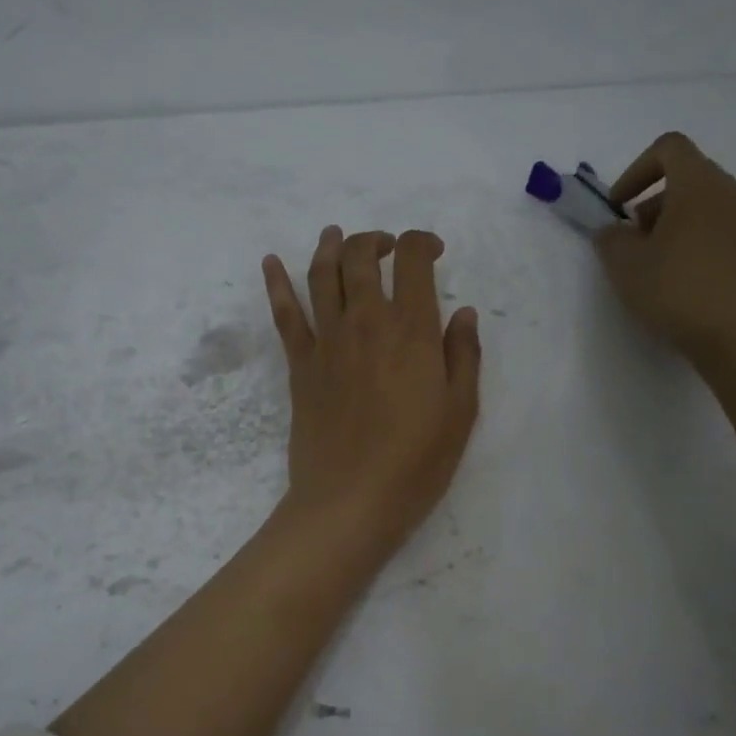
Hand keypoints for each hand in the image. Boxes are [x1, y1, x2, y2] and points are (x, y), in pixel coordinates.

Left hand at [262, 226, 480, 546]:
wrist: (350, 501)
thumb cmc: (415, 463)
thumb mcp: (461, 412)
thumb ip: (464, 356)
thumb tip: (463, 312)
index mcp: (410, 331)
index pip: (412, 261)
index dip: (421, 243)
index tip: (432, 251)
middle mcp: (365, 323)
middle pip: (361, 258)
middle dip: (375, 239)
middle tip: (386, 246)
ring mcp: (327, 342)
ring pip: (321, 275)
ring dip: (329, 247)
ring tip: (336, 234)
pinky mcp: (300, 365)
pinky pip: (284, 315)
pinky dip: (276, 283)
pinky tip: (271, 262)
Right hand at [593, 131, 735, 358]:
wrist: (734, 333)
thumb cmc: (675, 287)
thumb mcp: (624, 263)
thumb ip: (610, 238)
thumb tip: (613, 232)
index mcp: (701, 183)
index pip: (669, 148)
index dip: (636, 170)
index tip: (619, 205)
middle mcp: (734, 193)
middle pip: (689, 179)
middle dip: (654, 204)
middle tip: (633, 240)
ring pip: (708, 207)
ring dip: (677, 225)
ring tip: (656, 263)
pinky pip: (723, 234)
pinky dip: (700, 244)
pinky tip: (684, 280)